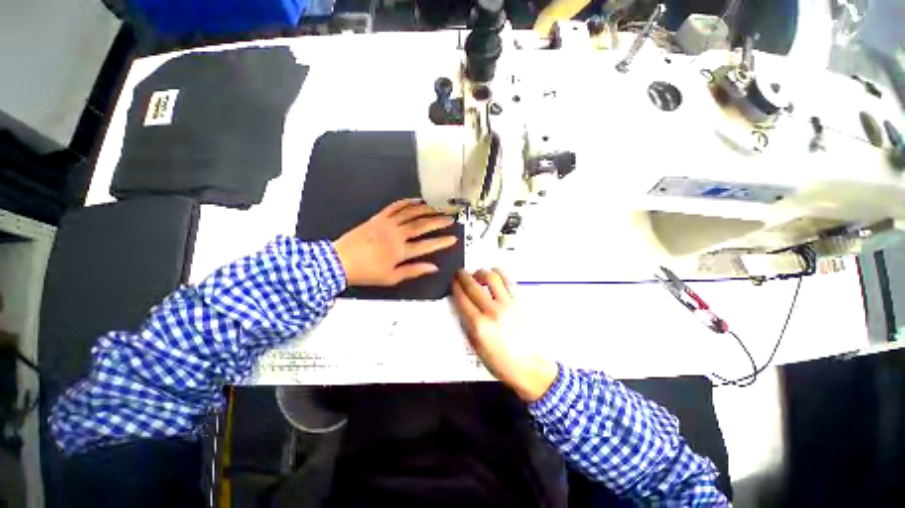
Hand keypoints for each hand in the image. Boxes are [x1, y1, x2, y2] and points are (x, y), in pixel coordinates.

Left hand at [333, 199, 457, 286]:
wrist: (340, 261)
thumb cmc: (367, 272)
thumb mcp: (392, 278)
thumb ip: (414, 271)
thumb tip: (433, 267)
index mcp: (401, 251)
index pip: (427, 245)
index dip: (442, 242)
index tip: (453, 238)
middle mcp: (397, 234)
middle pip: (422, 225)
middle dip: (439, 221)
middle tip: (451, 218)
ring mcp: (387, 223)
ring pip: (411, 213)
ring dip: (427, 209)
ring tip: (439, 208)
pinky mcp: (378, 217)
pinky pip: (395, 206)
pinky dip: (407, 202)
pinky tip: (417, 200)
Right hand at [451, 269, 557, 401]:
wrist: (530, 367)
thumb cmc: (501, 362)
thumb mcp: (476, 348)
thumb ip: (468, 325)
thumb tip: (462, 306)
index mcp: (479, 326)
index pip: (462, 299)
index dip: (455, 287)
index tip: (453, 282)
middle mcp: (493, 311)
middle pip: (473, 285)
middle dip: (463, 276)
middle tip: (460, 273)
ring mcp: (508, 304)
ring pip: (491, 277)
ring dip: (481, 272)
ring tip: (478, 274)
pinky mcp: (520, 302)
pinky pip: (508, 281)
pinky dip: (499, 274)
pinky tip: (494, 276)